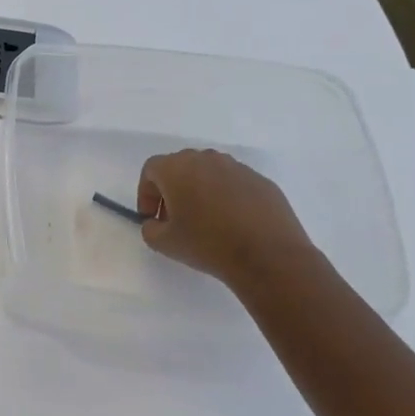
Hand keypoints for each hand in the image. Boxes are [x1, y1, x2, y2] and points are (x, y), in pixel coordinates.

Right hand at [137, 149, 319, 295]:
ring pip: (209, 174)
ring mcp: (237, 168)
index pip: (151, 170)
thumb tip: (156, 223)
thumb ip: (150, 228)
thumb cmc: (208, 244)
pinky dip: (227, 198)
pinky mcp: (261, 181)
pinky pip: (235, 184)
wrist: (268, 256)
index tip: (152, 219)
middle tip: (175, 219)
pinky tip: (233, 224)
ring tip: (206, 222)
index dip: (146, 194)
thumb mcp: (164, 243)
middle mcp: (206, 159)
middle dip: (172, 191)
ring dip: (201, 192)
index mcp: (177, 168)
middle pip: (180, 168)